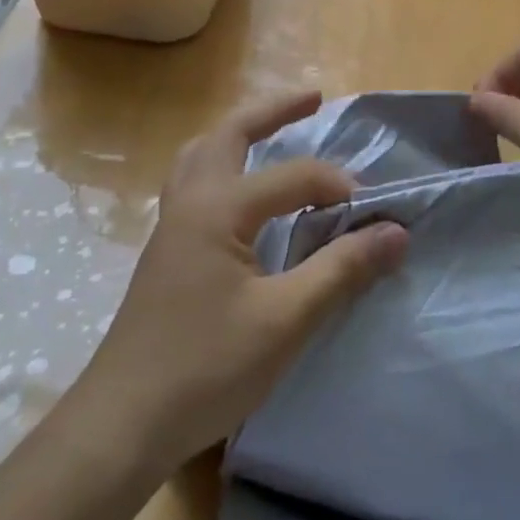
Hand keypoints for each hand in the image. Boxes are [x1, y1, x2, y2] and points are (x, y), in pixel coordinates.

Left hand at [76, 91, 406, 475]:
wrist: (124, 421)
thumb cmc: (207, 367)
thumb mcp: (286, 319)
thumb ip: (341, 269)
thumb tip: (395, 231)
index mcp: (216, 208)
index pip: (290, 177)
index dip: (337, 186)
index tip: (374, 214)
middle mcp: (188, 203)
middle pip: (227, 135)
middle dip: (271, 112)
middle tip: (312, 98)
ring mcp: (169, 228)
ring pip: (199, 156)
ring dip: (236, 134)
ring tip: (267, 131)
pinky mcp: (165, 254)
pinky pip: (192, 185)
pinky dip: (220, 167)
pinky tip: (237, 196)